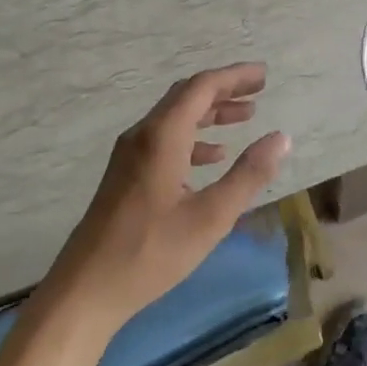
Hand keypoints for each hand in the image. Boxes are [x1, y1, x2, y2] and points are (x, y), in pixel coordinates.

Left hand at [50, 65, 289, 337]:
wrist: (84, 291)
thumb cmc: (151, 252)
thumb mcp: (210, 217)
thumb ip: (248, 174)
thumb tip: (281, 137)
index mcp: (162, 136)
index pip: (202, 87)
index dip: (235, 77)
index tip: (263, 74)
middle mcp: (143, 136)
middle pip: (187, 96)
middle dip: (224, 90)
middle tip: (259, 91)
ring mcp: (130, 155)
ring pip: (175, 118)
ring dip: (210, 113)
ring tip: (245, 117)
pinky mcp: (125, 175)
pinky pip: (165, 139)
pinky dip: (194, 137)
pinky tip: (213, 157)